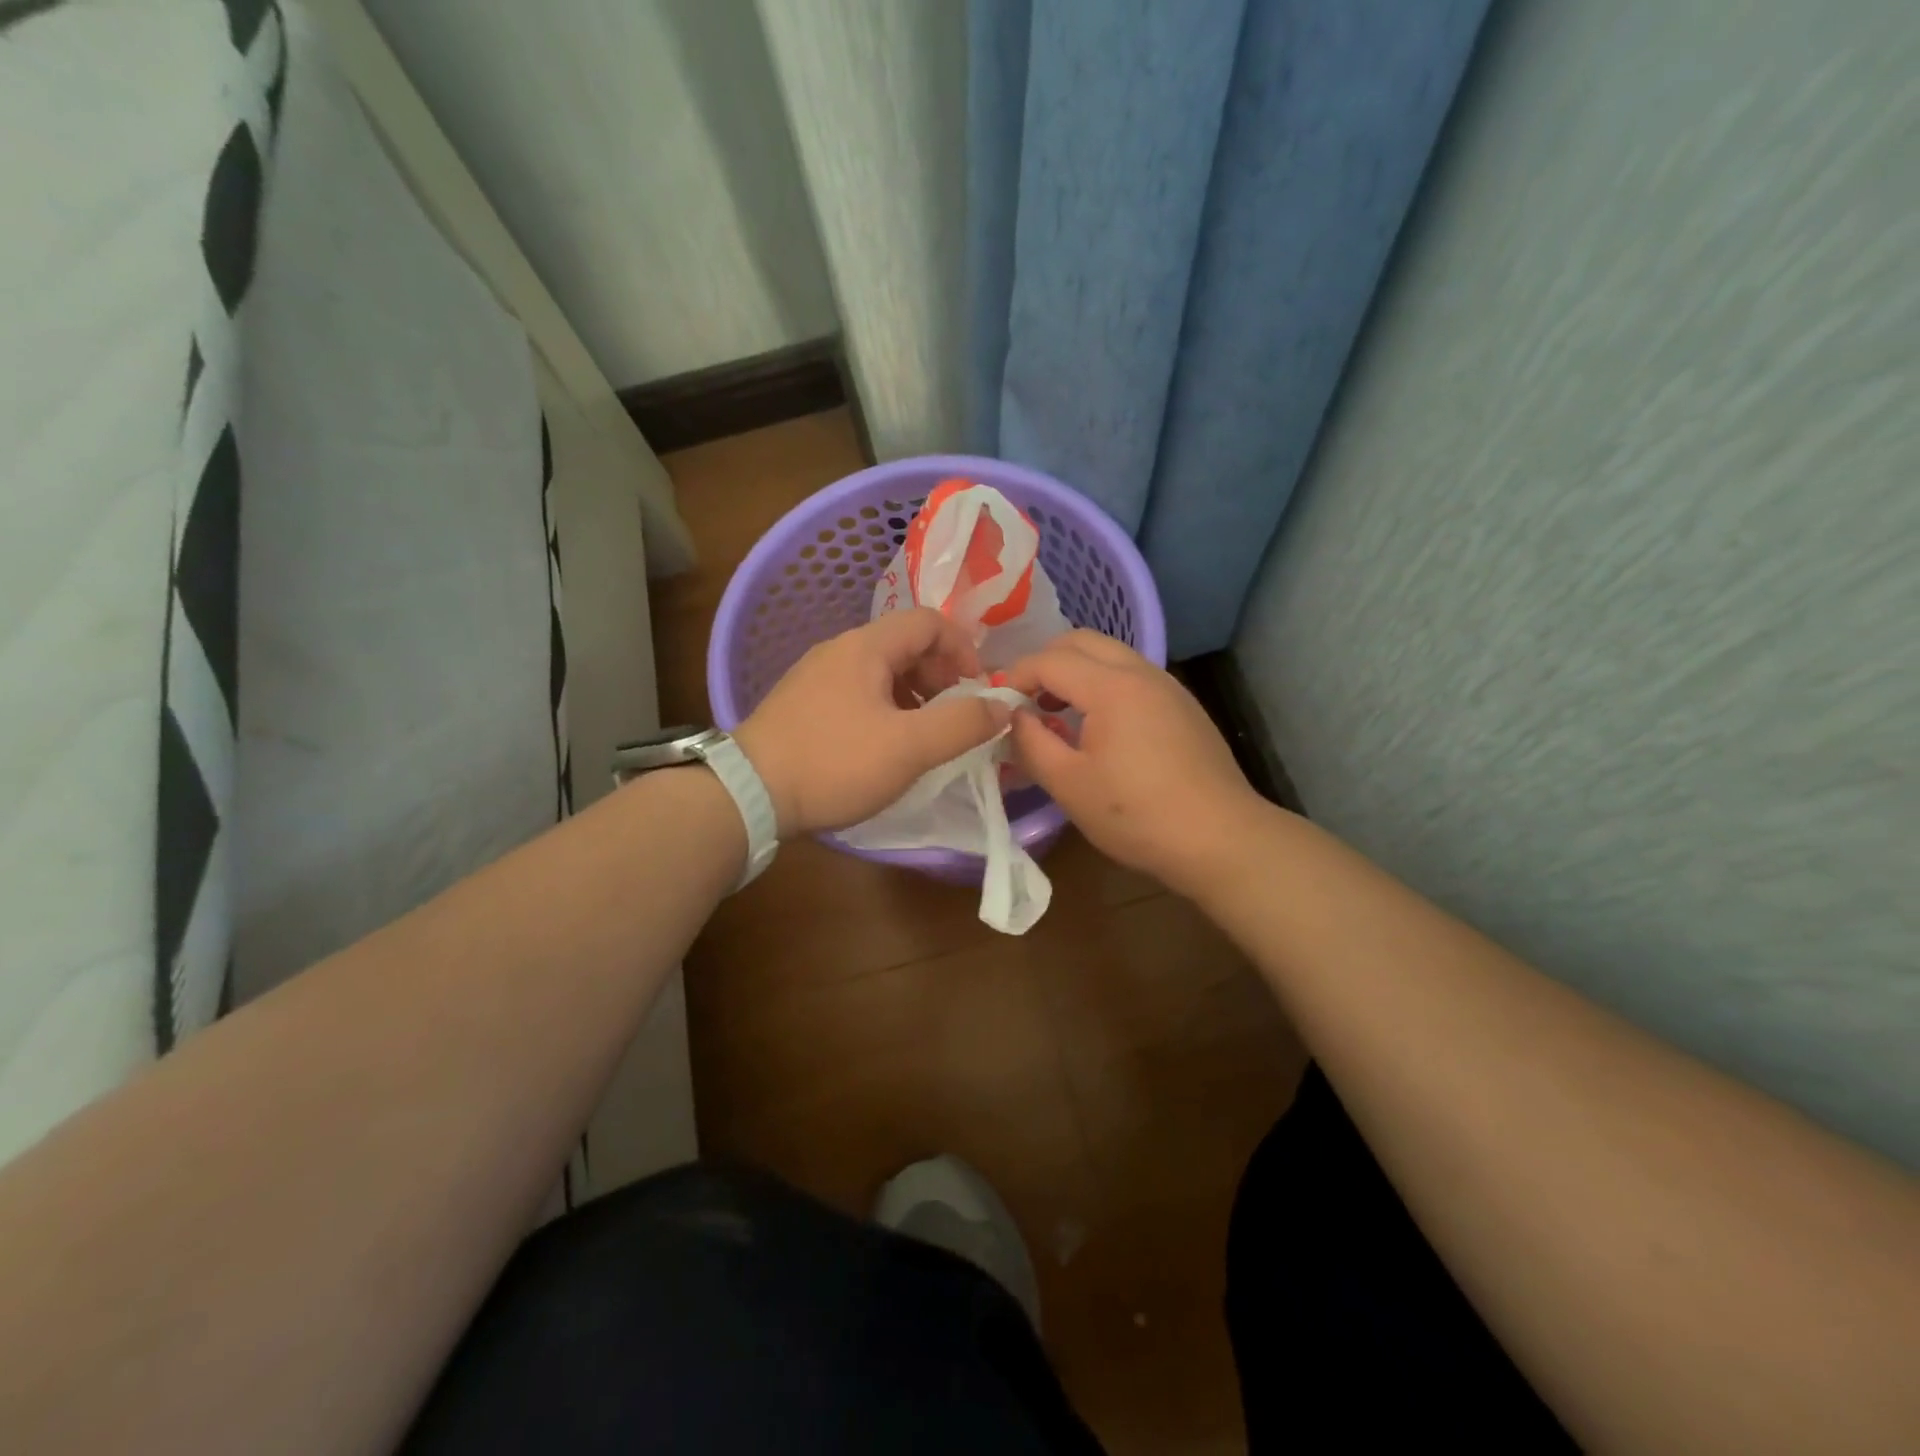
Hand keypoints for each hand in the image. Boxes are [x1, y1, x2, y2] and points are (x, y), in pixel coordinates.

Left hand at [734, 608, 1010, 837]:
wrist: (747, 794)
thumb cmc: (834, 763)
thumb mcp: (909, 747)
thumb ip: (962, 724)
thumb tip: (1003, 705)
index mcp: (866, 647)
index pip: (929, 621)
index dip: (963, 649)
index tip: (978, 690)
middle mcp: (839, 650)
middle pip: (905, 644)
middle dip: (940, 675)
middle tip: (955, 716)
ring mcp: (815, 676)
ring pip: (881, 671)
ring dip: (914, 695)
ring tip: (925, 735)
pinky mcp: (801, 705)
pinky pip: (857, 692)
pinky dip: (885, 708)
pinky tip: (884, 746)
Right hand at [1003, 630, 1263, 893]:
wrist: (1219, 838)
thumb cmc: (1136, 815)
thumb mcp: (1068, 784)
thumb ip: (1030, 742)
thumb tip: (1012, 716)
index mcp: (1111, 686)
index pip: (1050, 659)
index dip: (1016, 675)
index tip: (997, 704)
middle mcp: (1141, 672)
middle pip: (1082, 641)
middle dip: (1046, 661)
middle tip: (1025, 699)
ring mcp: (1168, 686)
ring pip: (1111, 655)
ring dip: (1076, 672)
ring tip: (1057, 714)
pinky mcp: (1183, 706)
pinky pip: (1132, 677)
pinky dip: (1103, 685)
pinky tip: (1098, 729)